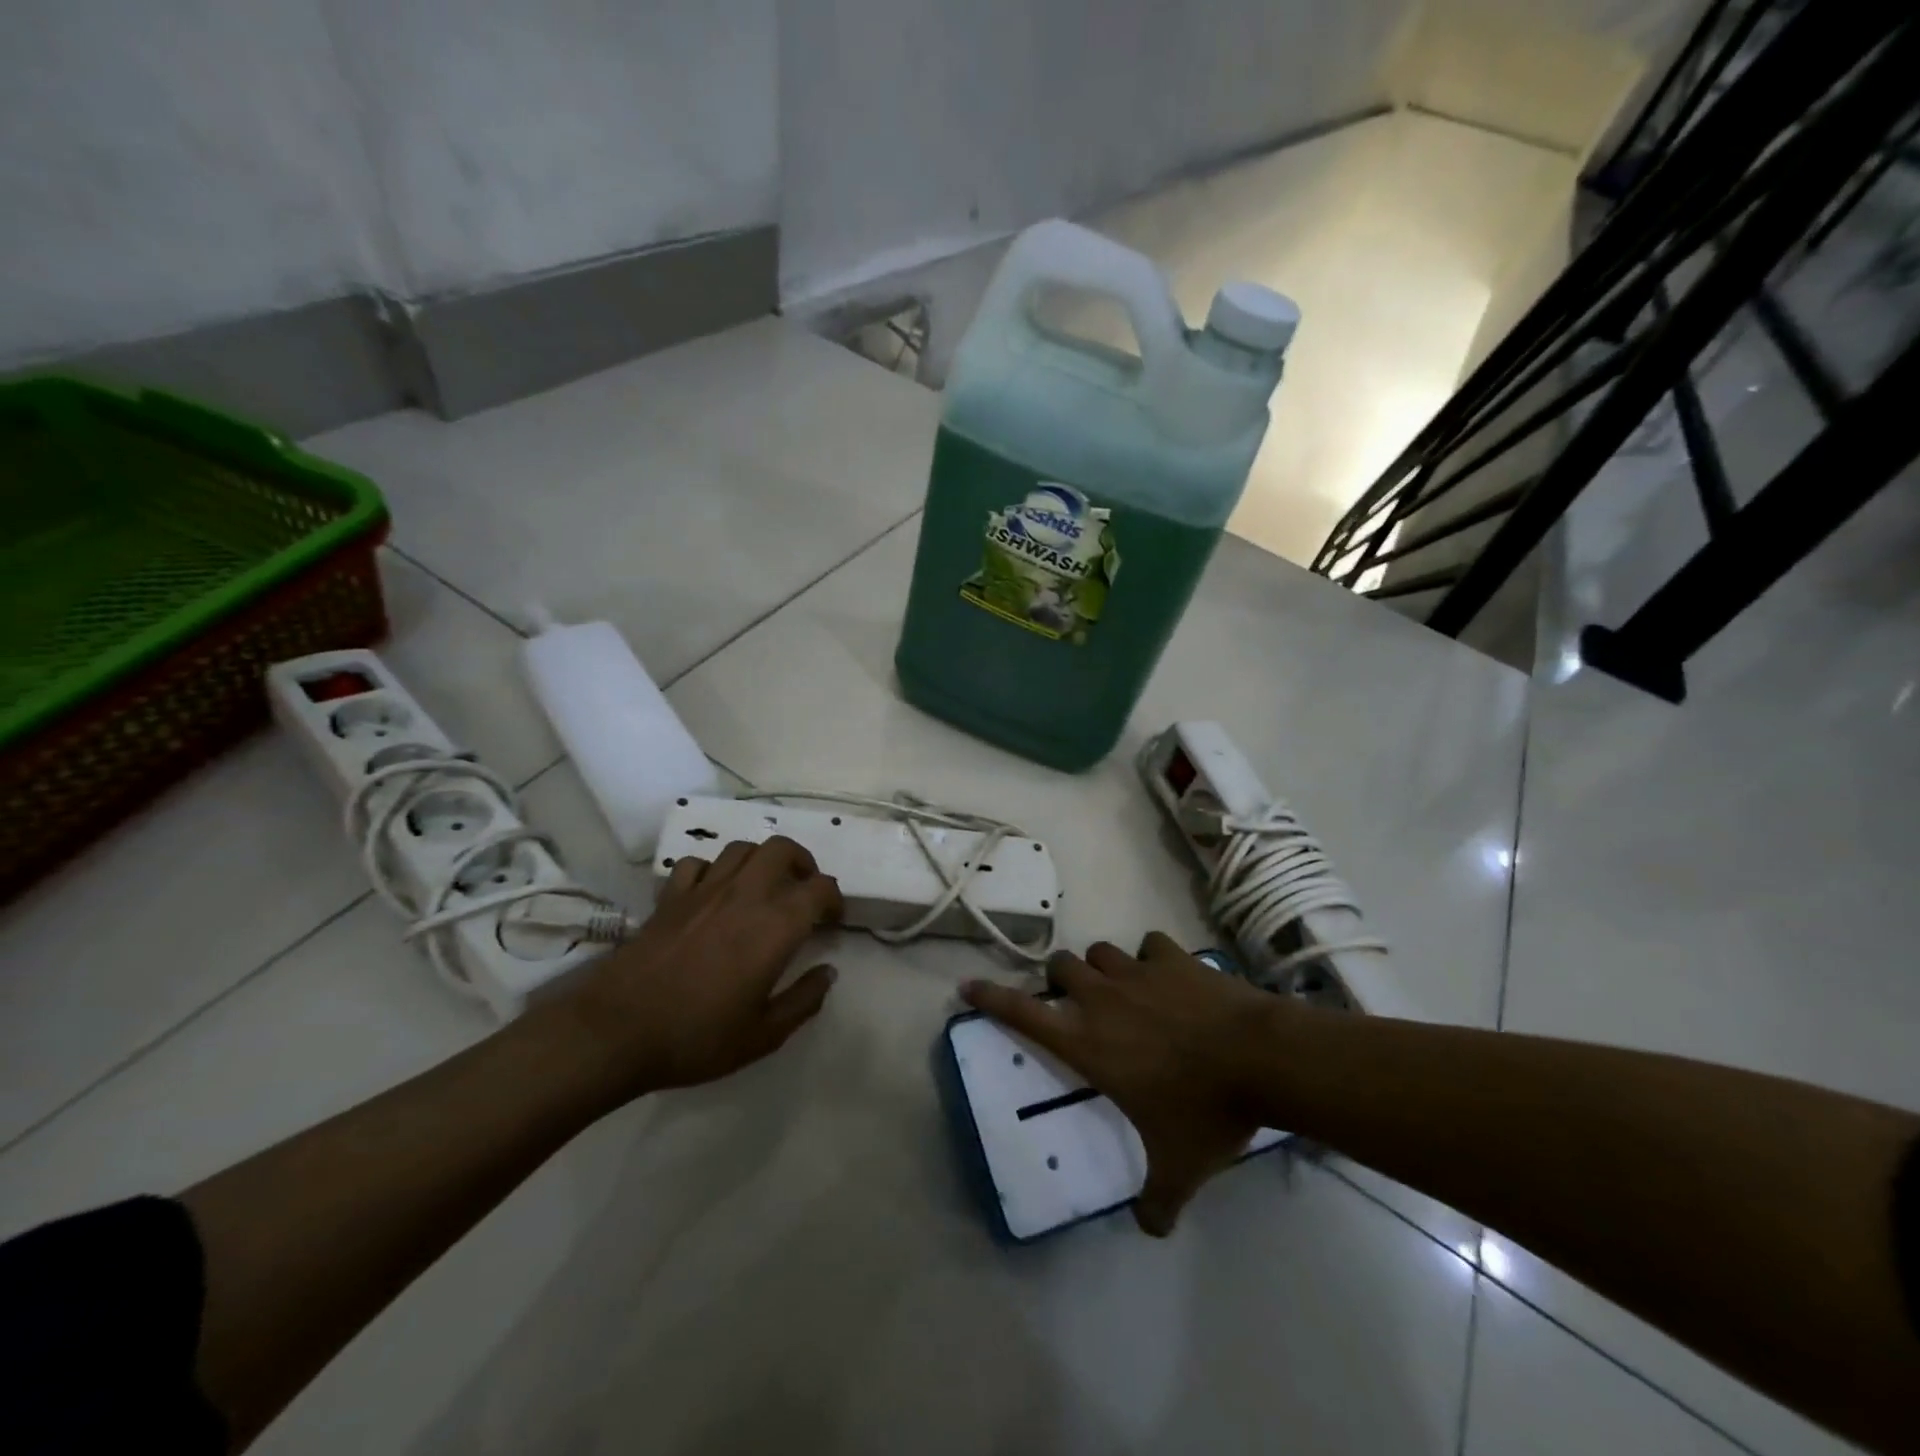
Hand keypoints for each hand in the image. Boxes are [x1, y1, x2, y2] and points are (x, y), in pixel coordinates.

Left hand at [555, 836, 843, 1102]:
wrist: (615, 1032)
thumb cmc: (696, 1037)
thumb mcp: (763, 1035)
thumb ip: (803, 1001)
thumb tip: (828, 973)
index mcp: (775, 925)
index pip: (820, 888)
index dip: (834, 899)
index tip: (832, 921)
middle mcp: (744, 894)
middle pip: (781, 849)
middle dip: (801, 862)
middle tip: (803, 890)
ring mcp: (703, 890)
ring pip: (741, 848)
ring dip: (760, 861)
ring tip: (762, 887)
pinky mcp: (669, 897)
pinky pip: (697, 864)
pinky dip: (712, 870)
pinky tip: (712, 893)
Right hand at [962, 932, 1286, 1235]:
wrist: (1259, 1059)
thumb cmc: (1205, 1111)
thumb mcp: (1178, 1167)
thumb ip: (1157, 1201)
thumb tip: (1150, 1231)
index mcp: (1088, 1043)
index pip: (1024, 1014)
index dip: (992, 999)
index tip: (969, 985)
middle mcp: (1102, 999)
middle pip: (1060, 966)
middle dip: (1062, 980)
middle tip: (1079, 1002)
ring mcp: (1136, 972)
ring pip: (1099, 951)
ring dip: (1103, 968)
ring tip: (1123, 989)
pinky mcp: (1171, 957)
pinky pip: (1148, 944)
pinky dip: (1151, 957)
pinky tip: (1167, 975)